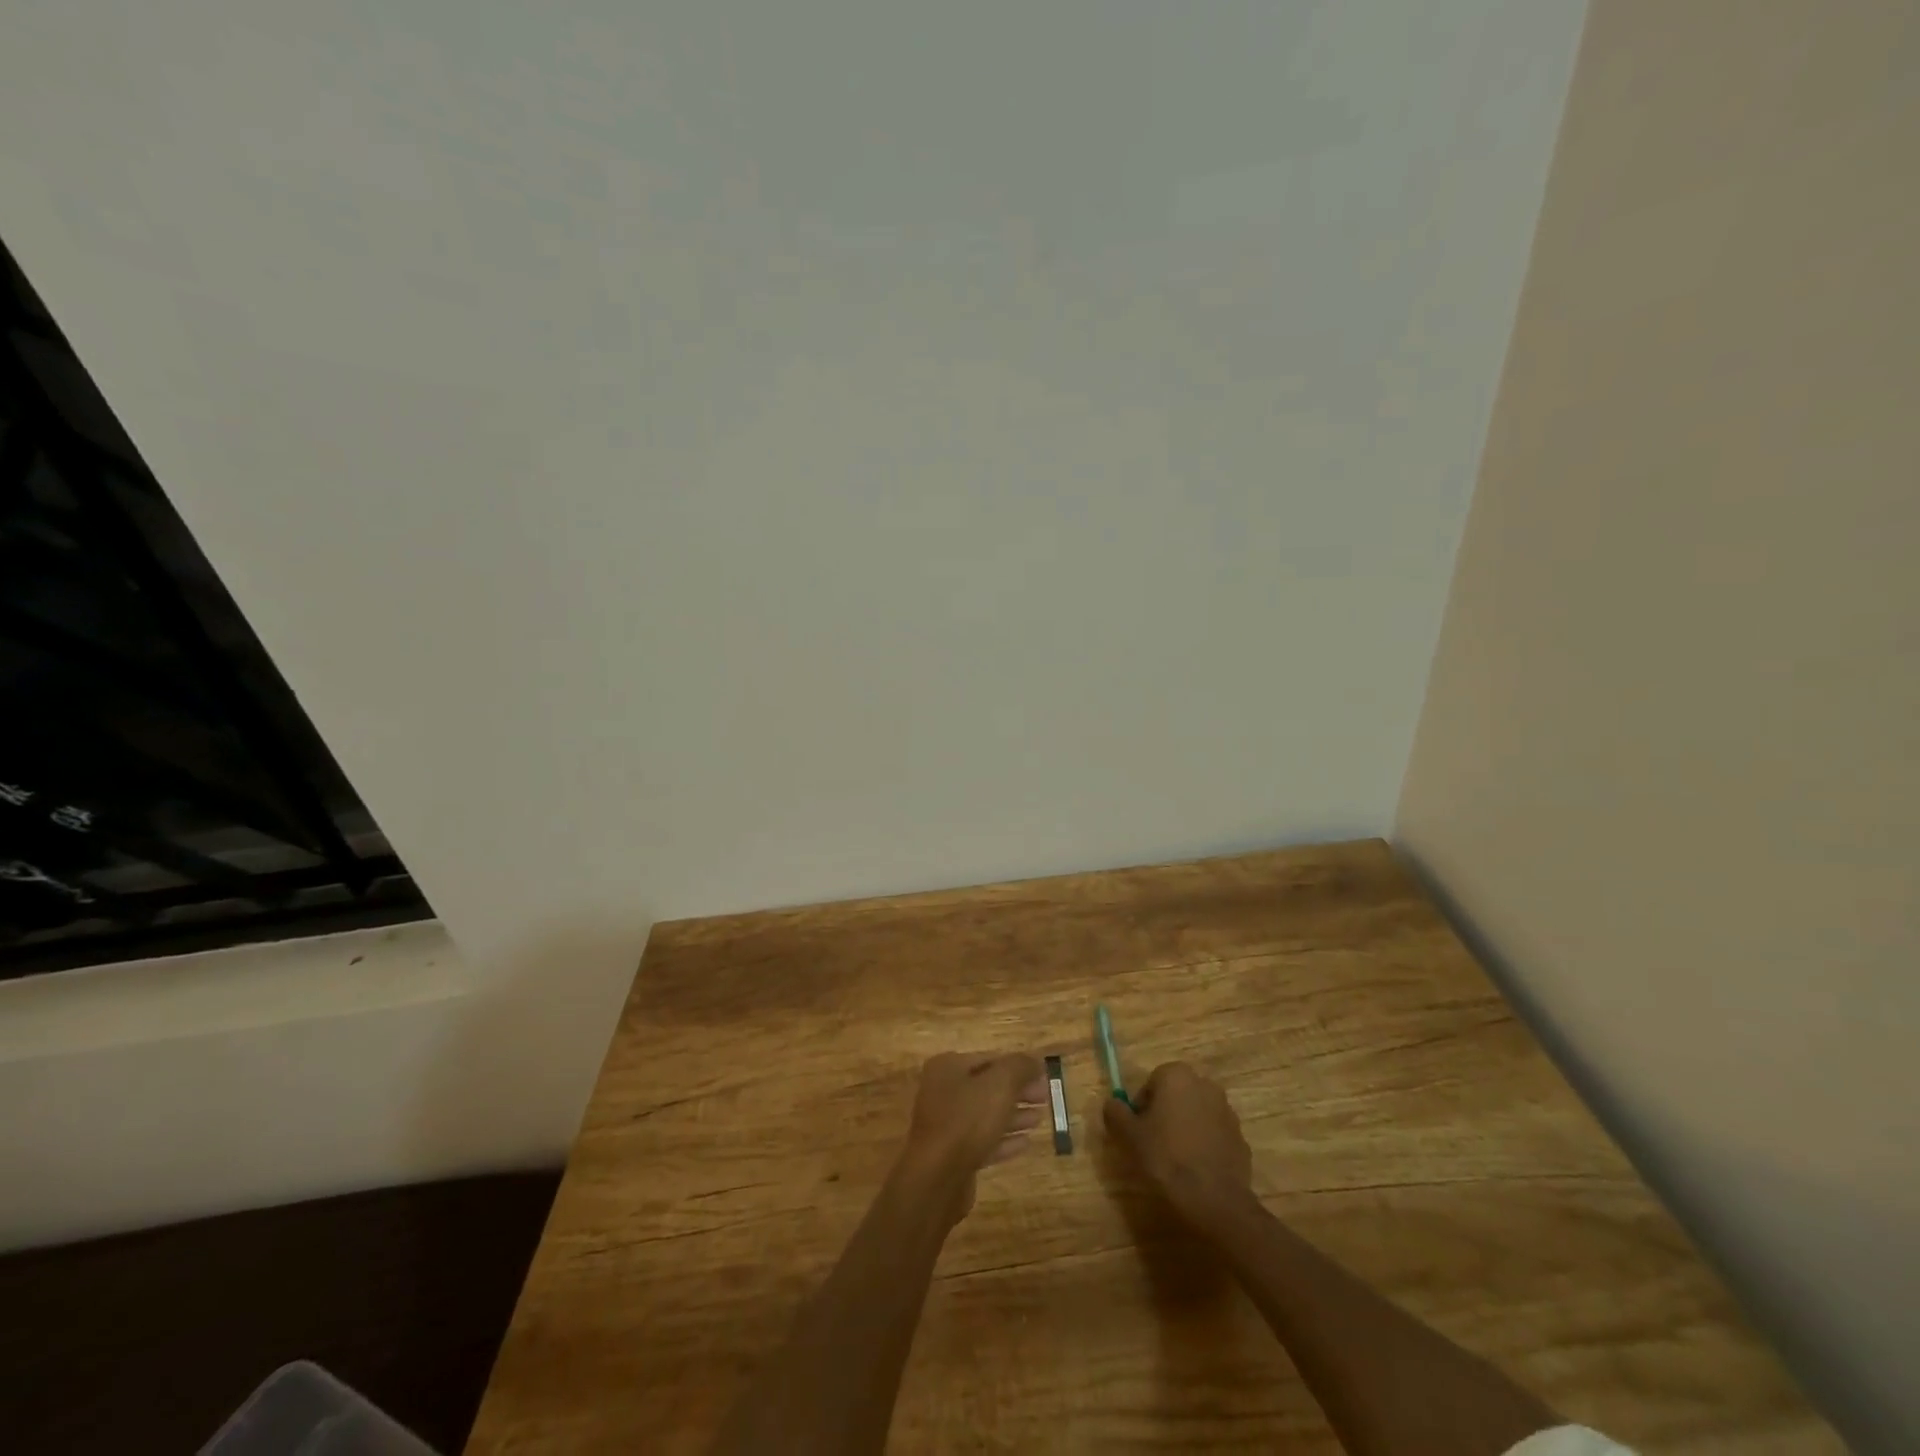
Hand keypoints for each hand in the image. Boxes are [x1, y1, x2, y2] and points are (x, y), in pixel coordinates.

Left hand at [896, 1052, 1046, 1221]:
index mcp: (948, 1067)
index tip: (1044, 1076)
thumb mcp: (1000, 1084)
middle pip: (988, 1086)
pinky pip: (982, 1141)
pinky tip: (1026, 1143)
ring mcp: (945, 1124)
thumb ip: (1020, 1067)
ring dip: (1014, 1115)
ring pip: (986, 1114)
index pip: (990, 1059)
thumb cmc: (967, 1120)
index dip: (1019, 1066)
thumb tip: (1036, 1060)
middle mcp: (942, 1091)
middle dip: (1018, 1091)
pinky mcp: (951, 1155)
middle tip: (1045, 1098)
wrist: (937, 1178)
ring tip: (1039, 1119)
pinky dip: (1004, 1140)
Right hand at [1103, 1062, 1252, 1225]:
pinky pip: (1213, 1135)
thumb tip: (1113, 1103)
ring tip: (1175, 1160)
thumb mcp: (1129, 1136)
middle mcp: (1205, 1084)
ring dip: (1185, 1129)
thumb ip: (1116, 1113)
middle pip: (1175, 1096)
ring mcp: (1227, 1111)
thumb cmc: (1167, 1158)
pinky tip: (1195, 1169)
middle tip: (1153, 1144)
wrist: (1215, 1200)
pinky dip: (1203, 1145)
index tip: (1138, 1132)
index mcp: (1177, 1076)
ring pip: (1195, 1114)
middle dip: (1164, 1115)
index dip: (1141, 1108)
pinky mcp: (1240, 1137)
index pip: (1151, 1084)